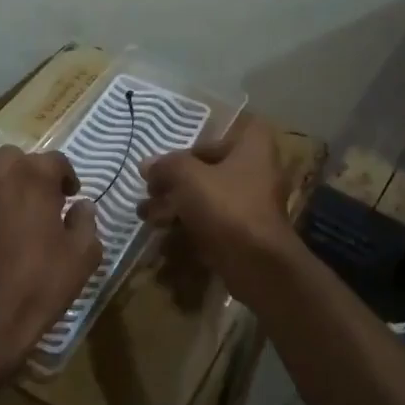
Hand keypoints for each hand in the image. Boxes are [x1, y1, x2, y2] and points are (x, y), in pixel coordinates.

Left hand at [0, 147, 101, 384]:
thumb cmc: (41, 283)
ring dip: (10, 183)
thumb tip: (82, 206)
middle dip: (35, 173)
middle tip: (48, 201)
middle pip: (19, 159)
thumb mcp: (83, 255)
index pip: (56, 160)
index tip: (73, 197)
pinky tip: (3, 231)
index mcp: (32, 176)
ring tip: (23, 212)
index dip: (69, 177)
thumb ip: (86, 221)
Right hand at [139, 118, 298, 299]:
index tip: (169, 163)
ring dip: (175, 208)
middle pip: (209, 172)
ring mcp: (252, 207)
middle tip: (149, 193)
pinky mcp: (244, 236)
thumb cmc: (226, 207)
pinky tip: (163, 242)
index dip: (191, 149)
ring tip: (147, 217)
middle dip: (174, 184)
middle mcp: (257, 173)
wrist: (258, 265)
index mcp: (253, 148)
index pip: (219, 139)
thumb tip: (147, 165)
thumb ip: (166, 166)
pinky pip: (212, 227)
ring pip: (207, 201)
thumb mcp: (188, 177)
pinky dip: (188, 232)